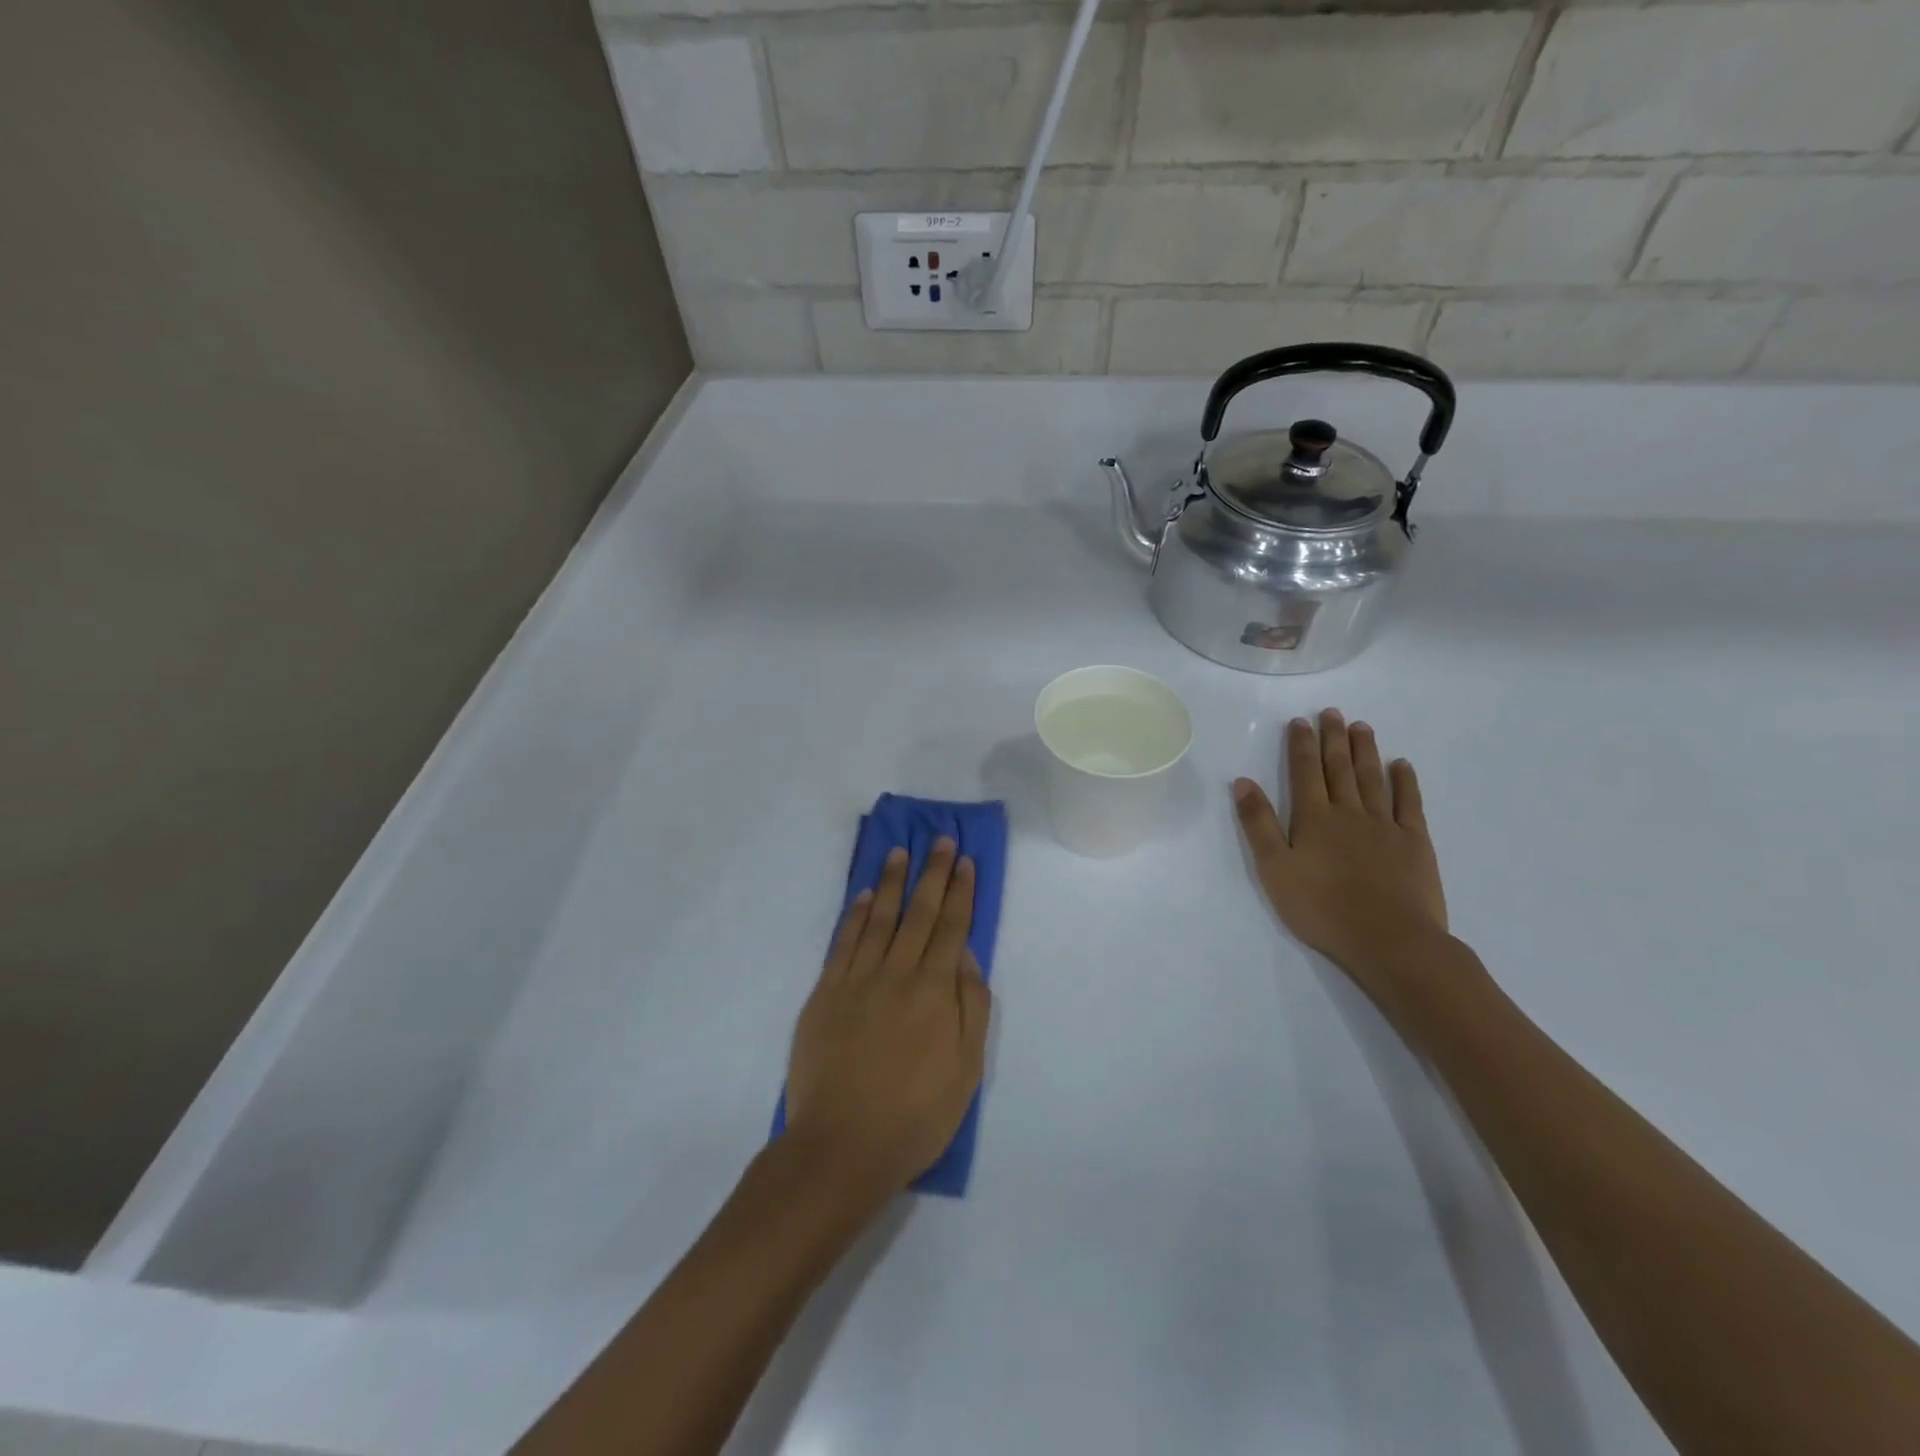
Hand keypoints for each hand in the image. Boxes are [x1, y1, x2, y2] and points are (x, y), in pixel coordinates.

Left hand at [785, 838, 990, 1203]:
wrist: (841, 1146)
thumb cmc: (915, 1115)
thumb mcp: (966, 1070)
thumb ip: (971, 1007)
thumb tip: (966, 958)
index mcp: (935, 991)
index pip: (951, 928)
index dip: (960, 892)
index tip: (964, 861)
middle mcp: (897, 973)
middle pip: (918, 913)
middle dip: (931, 873)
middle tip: (939, 839)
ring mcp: (857, 980)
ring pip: (879, 918)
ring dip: (891, 882)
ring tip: (900, 852)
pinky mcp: (825, 993)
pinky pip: (843, 943)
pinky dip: (855, 915)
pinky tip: (863, 896)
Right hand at [1233, 711, 1449, 999]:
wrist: (1389, 939)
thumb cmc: (1321, 908)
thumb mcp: (1274, 868)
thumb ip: (1258, 824)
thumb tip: (1242, 781)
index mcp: (1313, 818)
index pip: (1305, 771)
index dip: (1301, 744)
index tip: (1300, 721)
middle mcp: (1349, 812)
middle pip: (1340, 768)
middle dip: (1333, 738)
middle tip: (1332, 712)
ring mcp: (1385, 825)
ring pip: (1372, 779)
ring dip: (1365, 751)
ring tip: (1361, 727)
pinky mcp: (1415, 843)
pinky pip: (1410, 804)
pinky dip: (1405, 782)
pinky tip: (1402, 765)